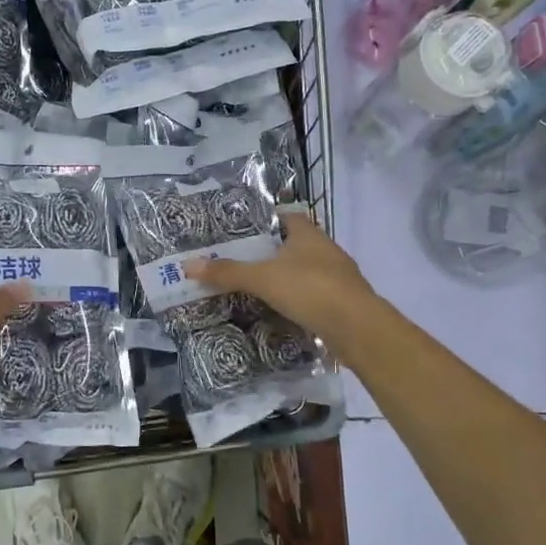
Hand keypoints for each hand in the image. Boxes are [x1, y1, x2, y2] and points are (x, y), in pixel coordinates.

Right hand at [185, 212, 376, 344]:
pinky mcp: (342, 301)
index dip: (266, 221)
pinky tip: (281, 310)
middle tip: (241, 261)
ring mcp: (338, 276)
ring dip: (285, 277)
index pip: (286, 216)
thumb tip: (187, 265)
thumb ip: (227, 272)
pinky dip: (297, 299)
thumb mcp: (262, 279)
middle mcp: (325, 248)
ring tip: (256, 287)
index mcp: (308, 233)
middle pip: (294, 244)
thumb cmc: (310, 289)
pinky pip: (314, 293)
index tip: (242, 232)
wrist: (358, 328)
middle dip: (271, 252)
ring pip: (304, 270)